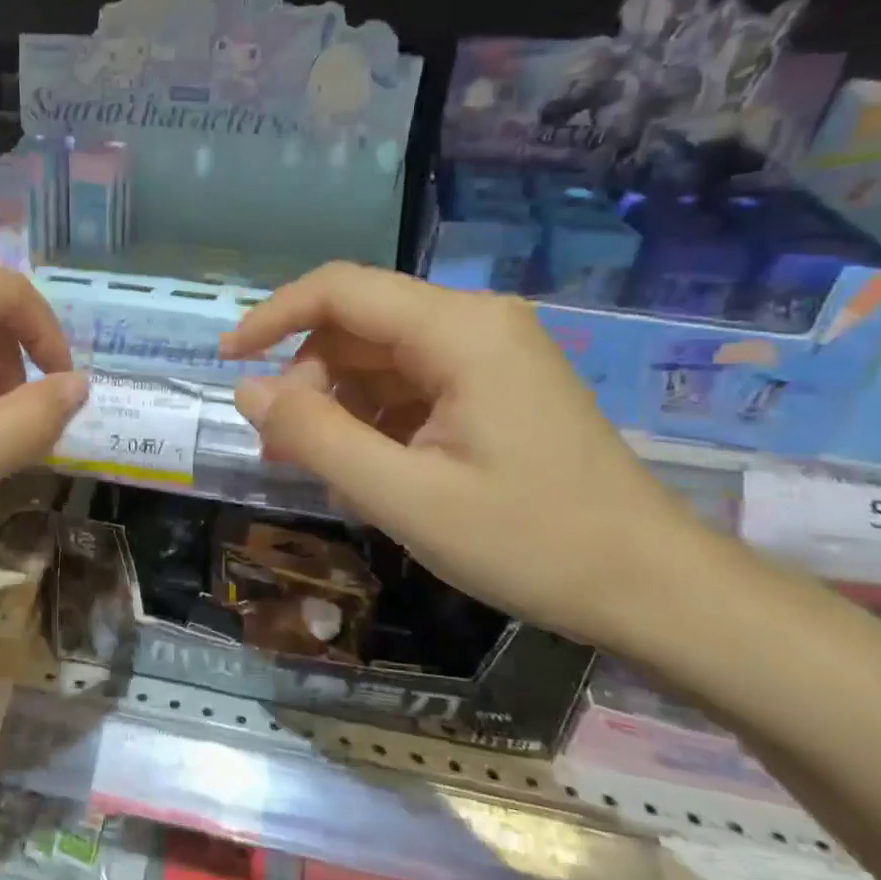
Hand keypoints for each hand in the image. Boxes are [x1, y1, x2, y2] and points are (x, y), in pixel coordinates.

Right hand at [220, 263, 714, 647]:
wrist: (653, 589)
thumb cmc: (531, 542)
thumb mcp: (404, 496)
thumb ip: (316, 436)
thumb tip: (247, 391)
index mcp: (459, 330)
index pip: (339, 290)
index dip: (272, 318)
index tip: (227, 361)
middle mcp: (475, 323)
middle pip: (357, 326)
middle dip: (308, 381)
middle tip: (282, 449)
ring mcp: (489, 354)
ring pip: (379, 359)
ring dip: (337, 407)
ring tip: (320, 471)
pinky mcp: (494, 387)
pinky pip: (410, 386)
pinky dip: (373, 421)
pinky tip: (366, 473)